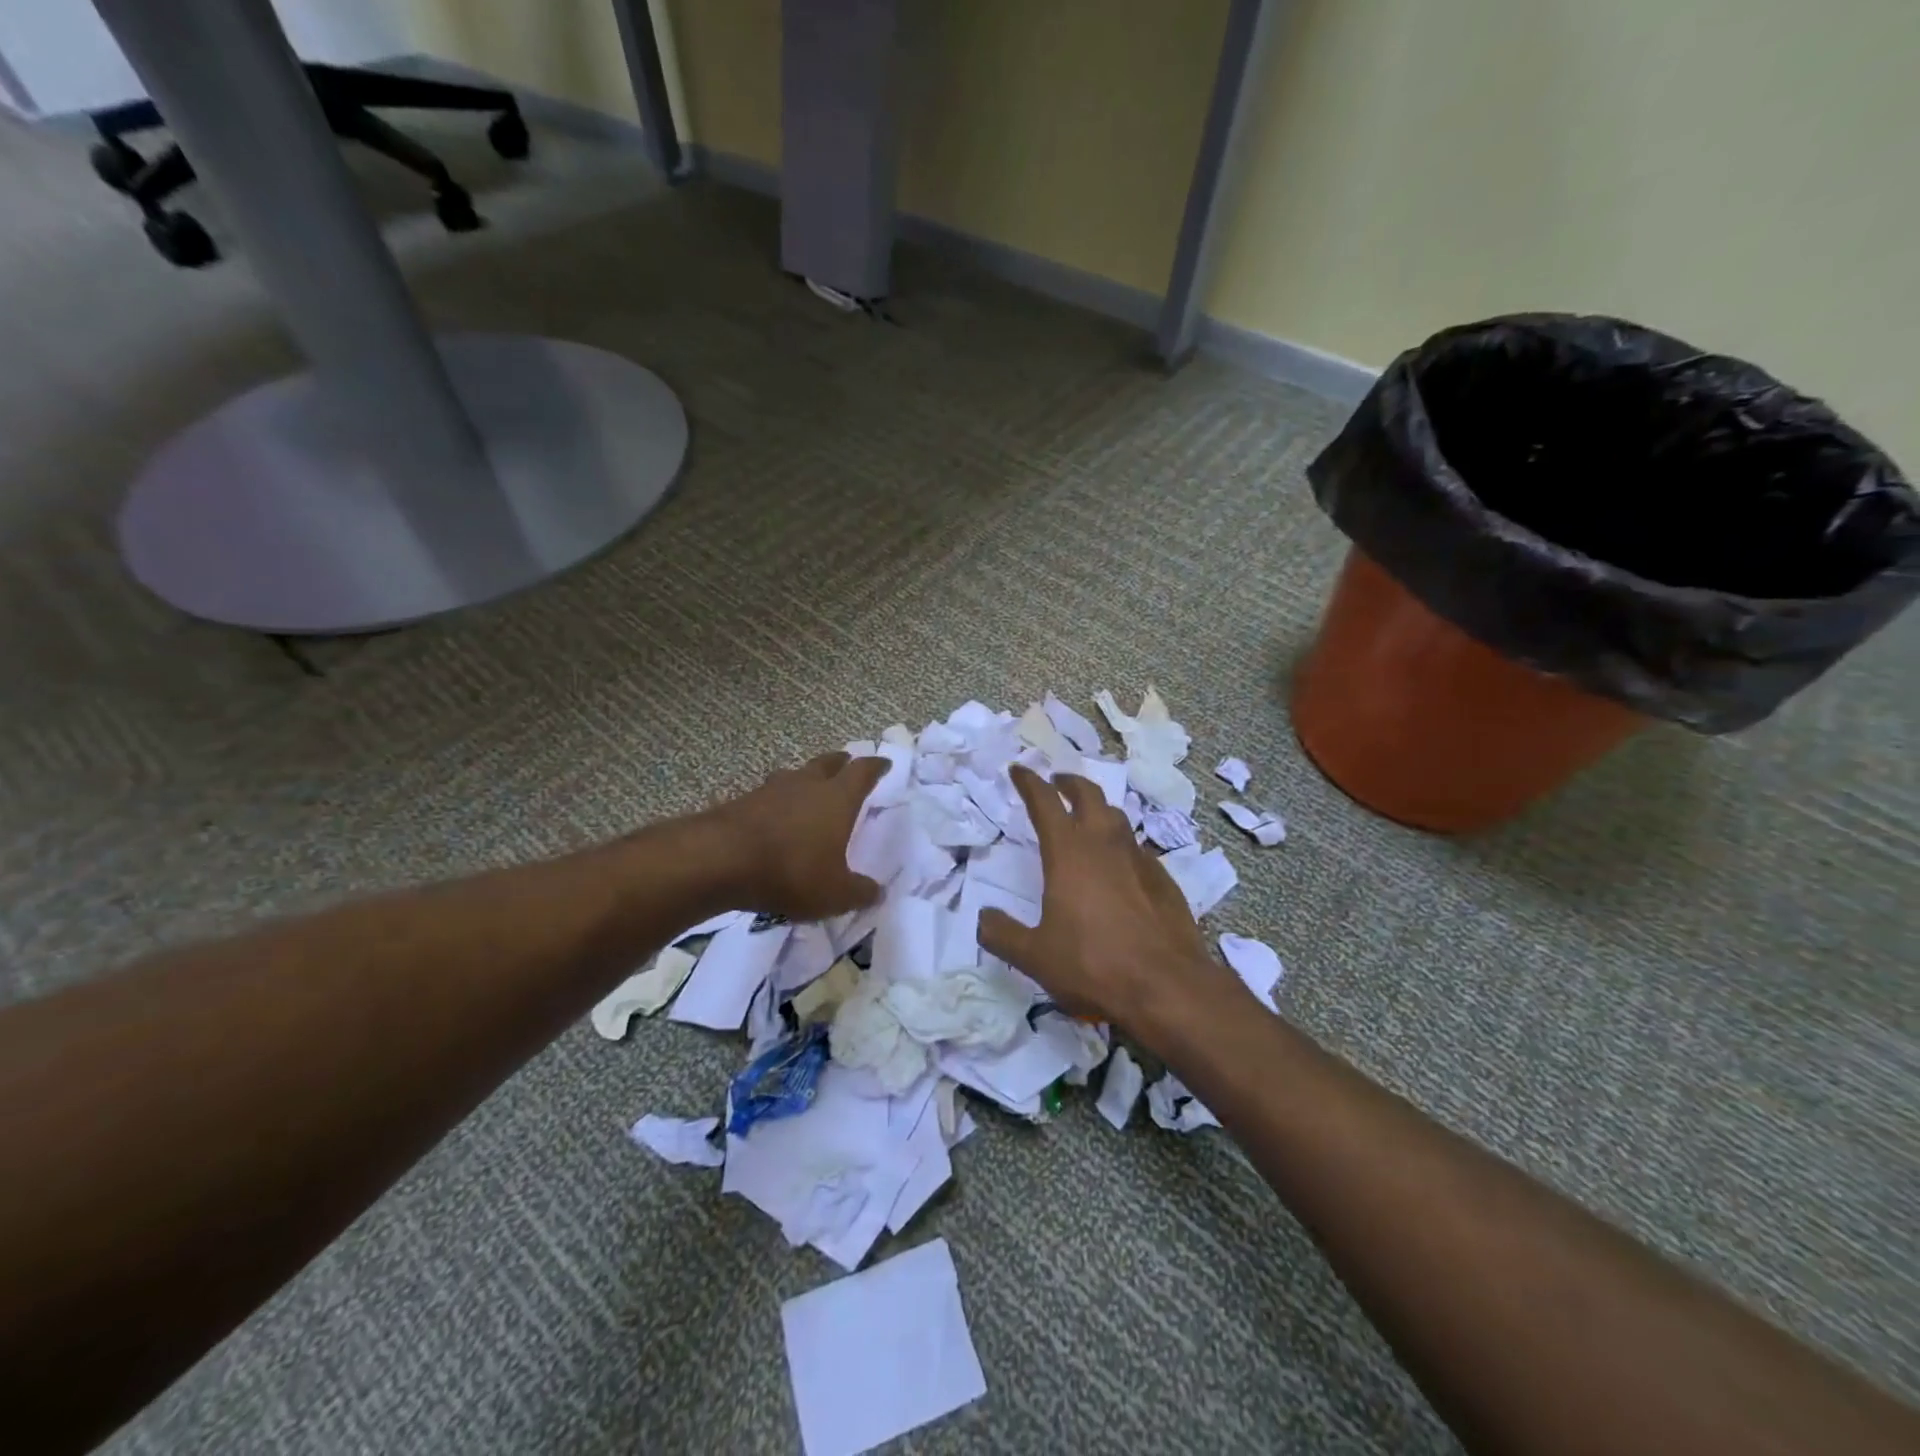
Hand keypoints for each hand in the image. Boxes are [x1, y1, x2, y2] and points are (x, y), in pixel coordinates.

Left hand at [704, 752, 888, 920]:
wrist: (719, 861)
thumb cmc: (791, 871)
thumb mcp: (835, 893)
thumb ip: (859, 892)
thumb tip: (877, 892)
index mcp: (837, 798)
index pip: (862, 772)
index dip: (876, 767)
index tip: (884, 764)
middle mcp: (806, 785)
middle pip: (828, 763)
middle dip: (841, 763)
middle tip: (847, 764)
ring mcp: (771, 790)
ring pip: (795, 775)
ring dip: (806, 779)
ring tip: (810, 788)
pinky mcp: (742, 802)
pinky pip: (768, 795)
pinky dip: (778, 801)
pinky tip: (775, 816)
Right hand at [978, 765, 1245, 1041]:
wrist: (1167, 987)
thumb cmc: (1093, 965)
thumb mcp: (1034, 956)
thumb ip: (1002, 934)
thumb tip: (984, 918)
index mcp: (1068, 853)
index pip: (1045, 802)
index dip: (1029, 782)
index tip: (1019, 770)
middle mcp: (1104, 845)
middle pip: (1088, 795)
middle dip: (1069, 783)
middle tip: (1057, 783)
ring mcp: (1139, 859)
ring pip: (1117, 817)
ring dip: (1098, 809)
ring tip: (1087, 819)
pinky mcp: (1164, 880)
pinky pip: (1137, 849)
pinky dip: (1121, 845)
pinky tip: (1119, 866)